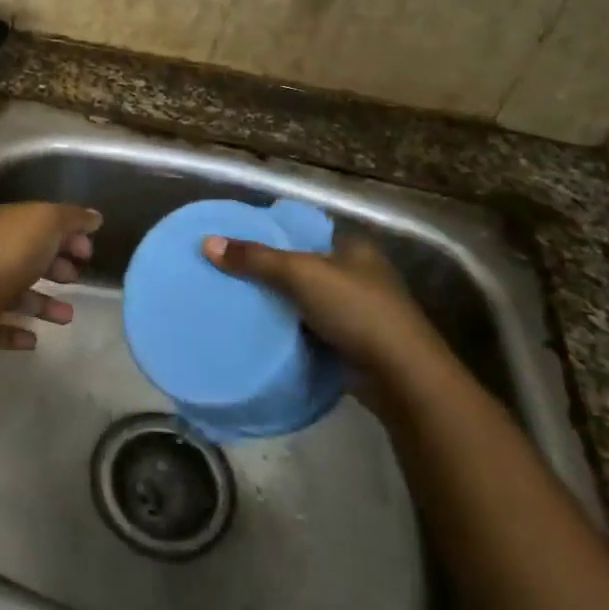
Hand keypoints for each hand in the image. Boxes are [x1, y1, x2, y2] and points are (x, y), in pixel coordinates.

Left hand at [0, 202, 101, 361]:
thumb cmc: (7, 253)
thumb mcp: (45, 222)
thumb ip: (71, 218)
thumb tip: (95, 217)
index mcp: (8, 226)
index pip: (41, 226)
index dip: (67, 235)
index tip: (89, 252)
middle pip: (30, 259)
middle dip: (56, 267)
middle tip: (78, 279)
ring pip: (20, 296)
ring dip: (44, 304)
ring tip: (68, 317)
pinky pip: (3, 329)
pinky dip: (19, 333)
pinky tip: (35, 340)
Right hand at [202, 230, 447, 379]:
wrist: (401, 377)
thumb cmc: (356, 310)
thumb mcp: (300, 274)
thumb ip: (255, 259)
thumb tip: (207, 243)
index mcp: (354, 248)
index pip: (307, 232)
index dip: (274, 234)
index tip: (238, 242)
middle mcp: (359, 275)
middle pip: (304, 267)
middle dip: (271, 272)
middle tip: (229, 273)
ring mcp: (359, 312)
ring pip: (306, 301)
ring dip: (280, 304)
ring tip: (236, 302)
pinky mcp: (353, 345)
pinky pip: (311, 330)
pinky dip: (290, 331)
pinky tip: (261, 332)